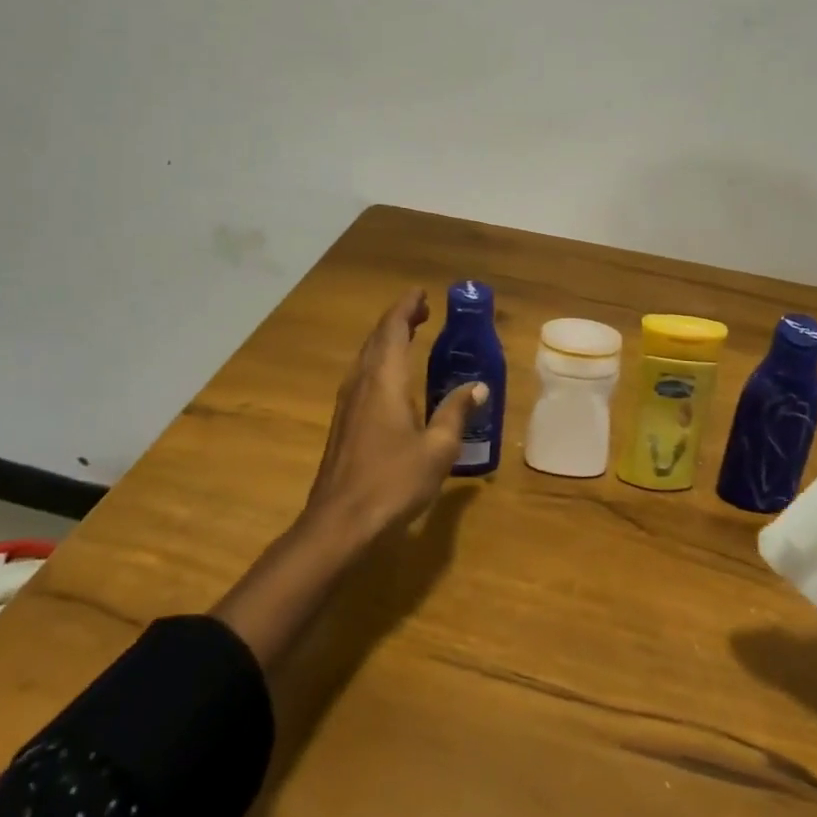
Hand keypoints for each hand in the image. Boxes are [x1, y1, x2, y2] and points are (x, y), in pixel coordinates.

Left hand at [303, 288, 485, 540]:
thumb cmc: (392, 481)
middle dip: (399, 319)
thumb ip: (456, 412)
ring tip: (411, 335)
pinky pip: (363, 375)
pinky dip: (381, 361)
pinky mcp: (343, 422)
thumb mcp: (438, 449)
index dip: (407, 307)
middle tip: (423, 310)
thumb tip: (477, 386)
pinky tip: (393, 378)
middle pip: (378, 338)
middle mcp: (362, 382)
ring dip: (388, 339)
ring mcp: (348, 402)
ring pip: (367, 356)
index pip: (394, 328)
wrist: (339, 523)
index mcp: (385, 379)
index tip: (423, 293)